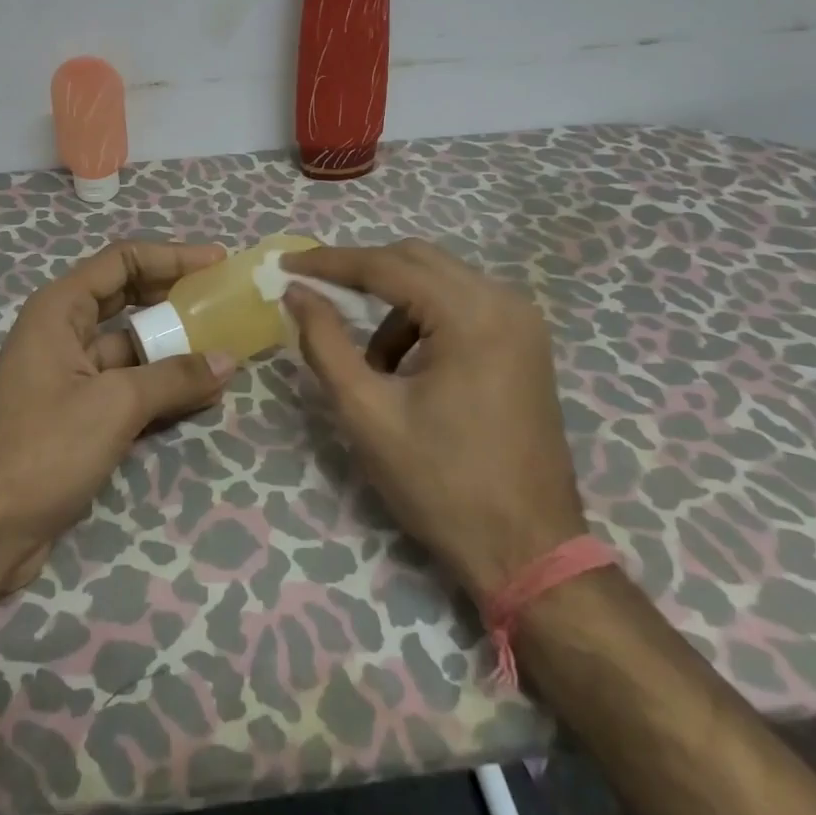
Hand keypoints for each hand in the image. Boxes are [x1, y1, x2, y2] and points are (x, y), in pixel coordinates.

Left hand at [0, 241, 236, 594]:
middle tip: (223, 301)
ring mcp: (68, 375)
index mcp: (59, 309)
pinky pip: (127, 386)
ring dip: (174, 348)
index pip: (122, 261)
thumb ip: (173, 378)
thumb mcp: (113, 405)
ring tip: (225, 350)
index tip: (217, 262)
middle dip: (175, 299)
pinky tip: (201, 394)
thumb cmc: (41, 449)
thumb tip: (227, 359)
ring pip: (131, 347)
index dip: (171, 256)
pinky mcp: (76, 414)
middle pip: (127, 299)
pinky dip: (161, 386)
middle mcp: (62, 331)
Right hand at [282, 240, 587, 596]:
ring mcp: (522, 321)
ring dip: (392, 302)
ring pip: (437, 278)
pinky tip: (406, 367)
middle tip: (314, 292)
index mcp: (471, 314)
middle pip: (415, 259)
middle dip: (360, 272)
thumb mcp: (367, 413)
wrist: (530, 555)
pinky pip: (460, 303)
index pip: (386, 266)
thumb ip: (325, 342)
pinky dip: (422, 319)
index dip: (329, 262)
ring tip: (369, 360)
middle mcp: (504, 301)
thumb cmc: (443, 485)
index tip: (285, 265)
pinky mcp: (524, 342)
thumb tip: (296, 292)